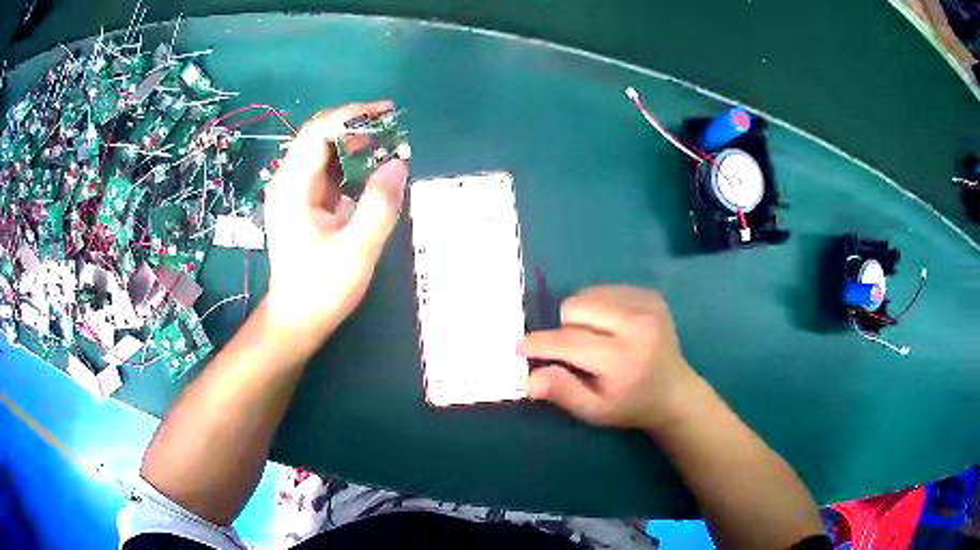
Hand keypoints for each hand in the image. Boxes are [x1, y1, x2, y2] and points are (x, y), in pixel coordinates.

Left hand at [263, 101, 408, 344]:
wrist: (296, 319)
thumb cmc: (322, 288)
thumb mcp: (357, 249)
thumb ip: (379, 204)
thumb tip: (399, 163)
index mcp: (293, 187)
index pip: (318, 131)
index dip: (352, 116)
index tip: (387, 113)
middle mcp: (288, 181)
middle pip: (318, 135)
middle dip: (355, 125)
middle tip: (393, 128)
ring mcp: (293, 192)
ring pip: (322, 151)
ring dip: (354, 142)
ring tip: (389, 144)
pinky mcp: (302, 203)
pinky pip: (326, 170)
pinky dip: (349, 162)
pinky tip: (371, 169)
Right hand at [520, 286, 700, 431]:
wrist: (675, 392)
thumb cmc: (630, 405)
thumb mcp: (595, 411)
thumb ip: (563, 392)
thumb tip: (529, 378)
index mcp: (623, 358)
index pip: (568, 342)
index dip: (539, 343)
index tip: (519, 347)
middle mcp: (637, 324)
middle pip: (574, 308)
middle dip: (564, 329)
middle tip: (575, 352)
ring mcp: (646, 305)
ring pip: (587, 294)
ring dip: (580, 317)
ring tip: (596, 339)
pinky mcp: (650, 295)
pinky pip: (605, 290)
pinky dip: (598, 308)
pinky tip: (612, 328)